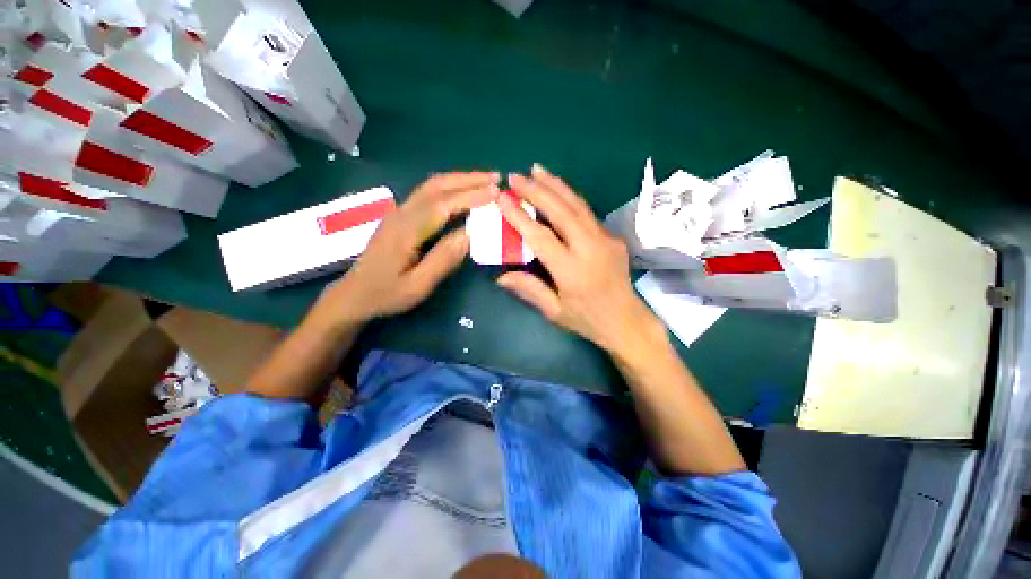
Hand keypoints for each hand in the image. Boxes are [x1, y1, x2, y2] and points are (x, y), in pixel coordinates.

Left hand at [317, 172, 499, 327]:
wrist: (353, 295)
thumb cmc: (386, 294)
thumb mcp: (418, 285)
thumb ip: (444, 259)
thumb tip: (471, 234)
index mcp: (406, 230)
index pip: (443, 204)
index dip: (470, 196)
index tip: (496, 193)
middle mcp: (402, 214)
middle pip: (436, 186)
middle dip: (468, 179)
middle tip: (496, 178)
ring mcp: (399, 213)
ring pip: (431, 186)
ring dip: (459, 180)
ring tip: (485, 181)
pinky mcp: (401, 217)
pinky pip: (428, 194)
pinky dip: (450, 188)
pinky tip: (462, 192)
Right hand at [496, 165, 663, 353]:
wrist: (627, 321)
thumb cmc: (587, 320)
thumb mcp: (554, 312)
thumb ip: (529, 290)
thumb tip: (501, 276)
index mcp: (572, 271)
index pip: (541, 236)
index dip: (519, 216)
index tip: (503, 197)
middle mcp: (590, 249)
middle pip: (561, 211)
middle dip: (537, 190)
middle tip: (516, 176)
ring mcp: (605, 240)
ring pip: (578, 205)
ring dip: (556, 185)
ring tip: (537, 170)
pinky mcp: (612, 237)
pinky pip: (587, 213)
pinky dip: (569, 197)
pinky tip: (558, 190)